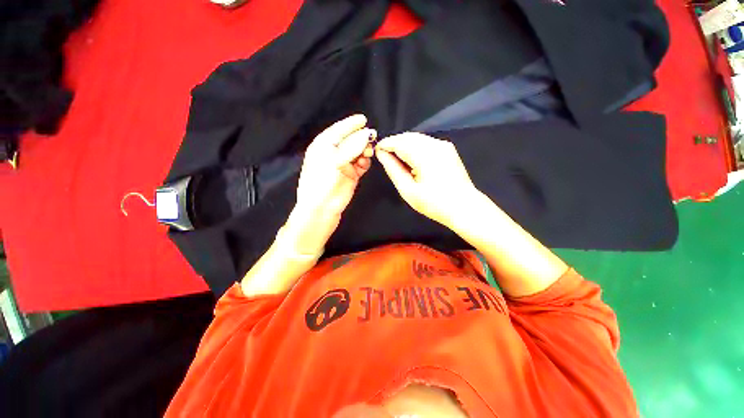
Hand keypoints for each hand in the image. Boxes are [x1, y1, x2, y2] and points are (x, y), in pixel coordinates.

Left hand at [296, 114, 375, 214]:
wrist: (321, 208)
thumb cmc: (321, 183)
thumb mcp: (335, 160)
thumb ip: (352, 146)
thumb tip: (367, 134)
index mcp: (323, 145)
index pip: (339, 130)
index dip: (351, 124)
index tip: (363, 119)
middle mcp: (333, 153)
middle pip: (351, 140)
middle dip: (361, 138)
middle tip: (371, 138)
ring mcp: (343, 164)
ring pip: (358, 152)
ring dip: (364, 151)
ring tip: (366, 154)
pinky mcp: (351, 175)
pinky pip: (362, 164)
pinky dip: (365, 163)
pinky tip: (363, 164)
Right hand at [376, 132, 479, 226]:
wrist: (464, 207)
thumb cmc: (434, 203)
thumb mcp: (408, 190)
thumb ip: (393, 169)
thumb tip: (382, 154)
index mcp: (425, 155)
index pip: (399, 142)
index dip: (385, 144)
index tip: (376, 150)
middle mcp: (435, 144)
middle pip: (408, 136)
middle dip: (394, 143)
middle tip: (384, 155)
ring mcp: (443, 145)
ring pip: (417, 137)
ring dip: (404, 144)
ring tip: (396, 158)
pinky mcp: (448, 149)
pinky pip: (426, 142)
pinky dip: (414, 146)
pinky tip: (411, 159)